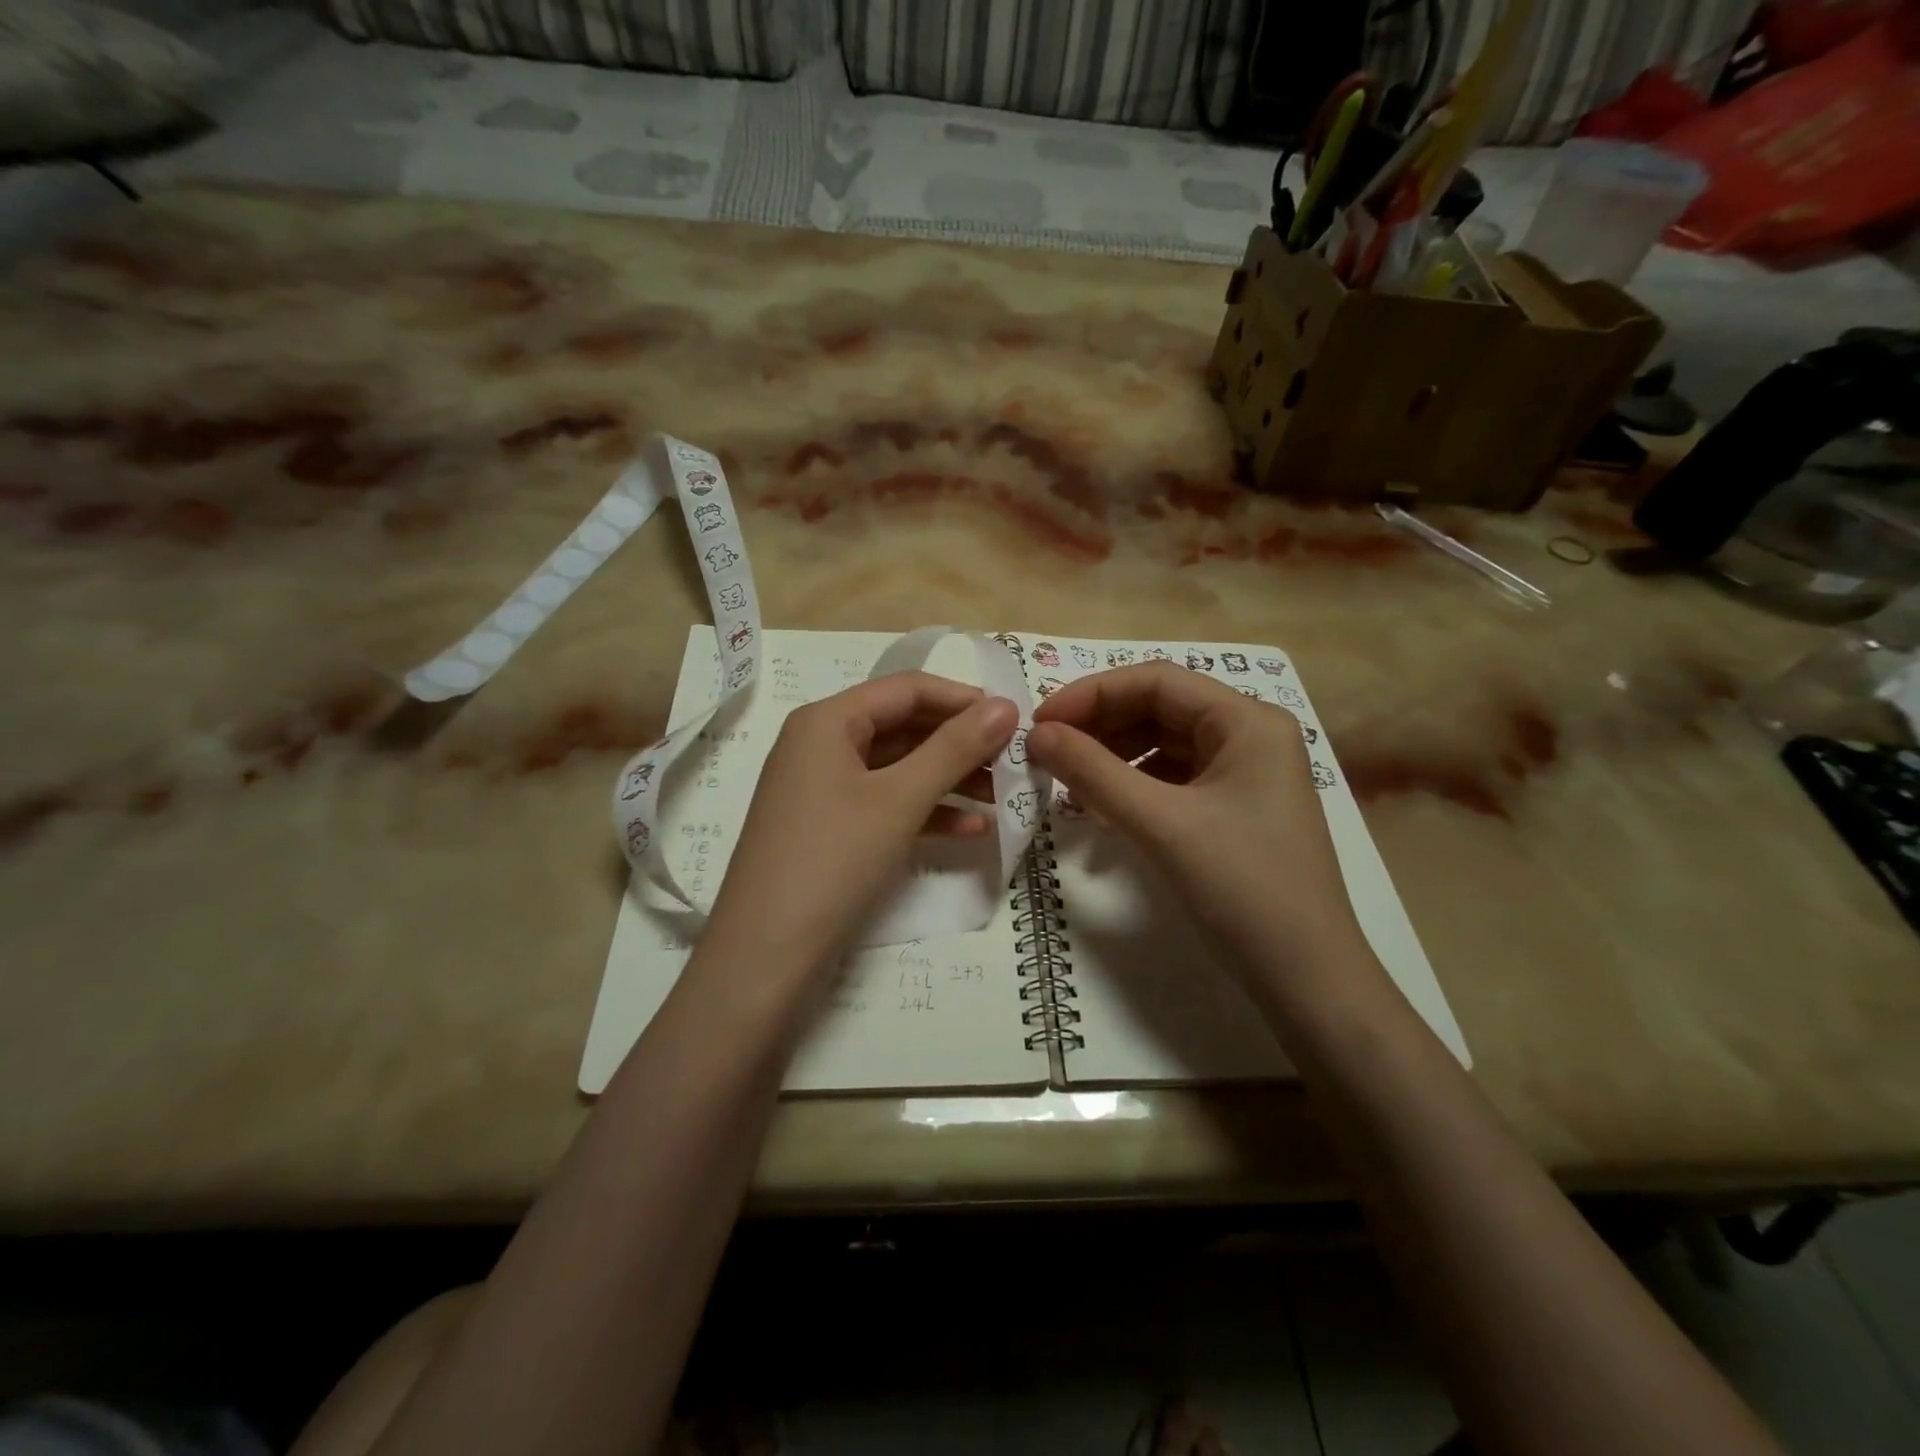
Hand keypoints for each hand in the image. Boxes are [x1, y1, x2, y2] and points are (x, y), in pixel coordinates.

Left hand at [702, 672, 1018, 985]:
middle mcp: (820, 744)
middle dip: (960, 743)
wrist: (764, 957)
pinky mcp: (829, 828)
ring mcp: (822, 789)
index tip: (1015, 720)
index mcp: (827, 721)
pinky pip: (885, 804)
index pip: (907, 689)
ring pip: (898, 769)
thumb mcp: (899, 800)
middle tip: (1014, 761)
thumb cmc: (832, 860)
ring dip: (949, 779)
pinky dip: (926, 812)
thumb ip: (954, 749)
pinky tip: (972, 830)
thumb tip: (1005, 705)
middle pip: (903, 727)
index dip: (963, 699)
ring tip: (1003, 796)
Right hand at [1027, 662, 1371, 989]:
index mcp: (1247, 720)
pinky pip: (1173, 780)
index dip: (1091, 694)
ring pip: (1163, 746)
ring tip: (1070, 787)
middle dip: (1100, 728)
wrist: (1306, 977)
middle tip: (1047, 754)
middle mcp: (1250, 735)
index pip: (1156, 681)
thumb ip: (1094, 772)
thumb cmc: (1241, 886)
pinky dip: (1134, 788)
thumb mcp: (1161, 823)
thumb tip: (1037, 734)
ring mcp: (1245, 773)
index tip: (1040, 722)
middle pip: (1159, 710)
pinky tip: (1105, 814)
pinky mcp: (1235, 809)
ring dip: (1113, 760)